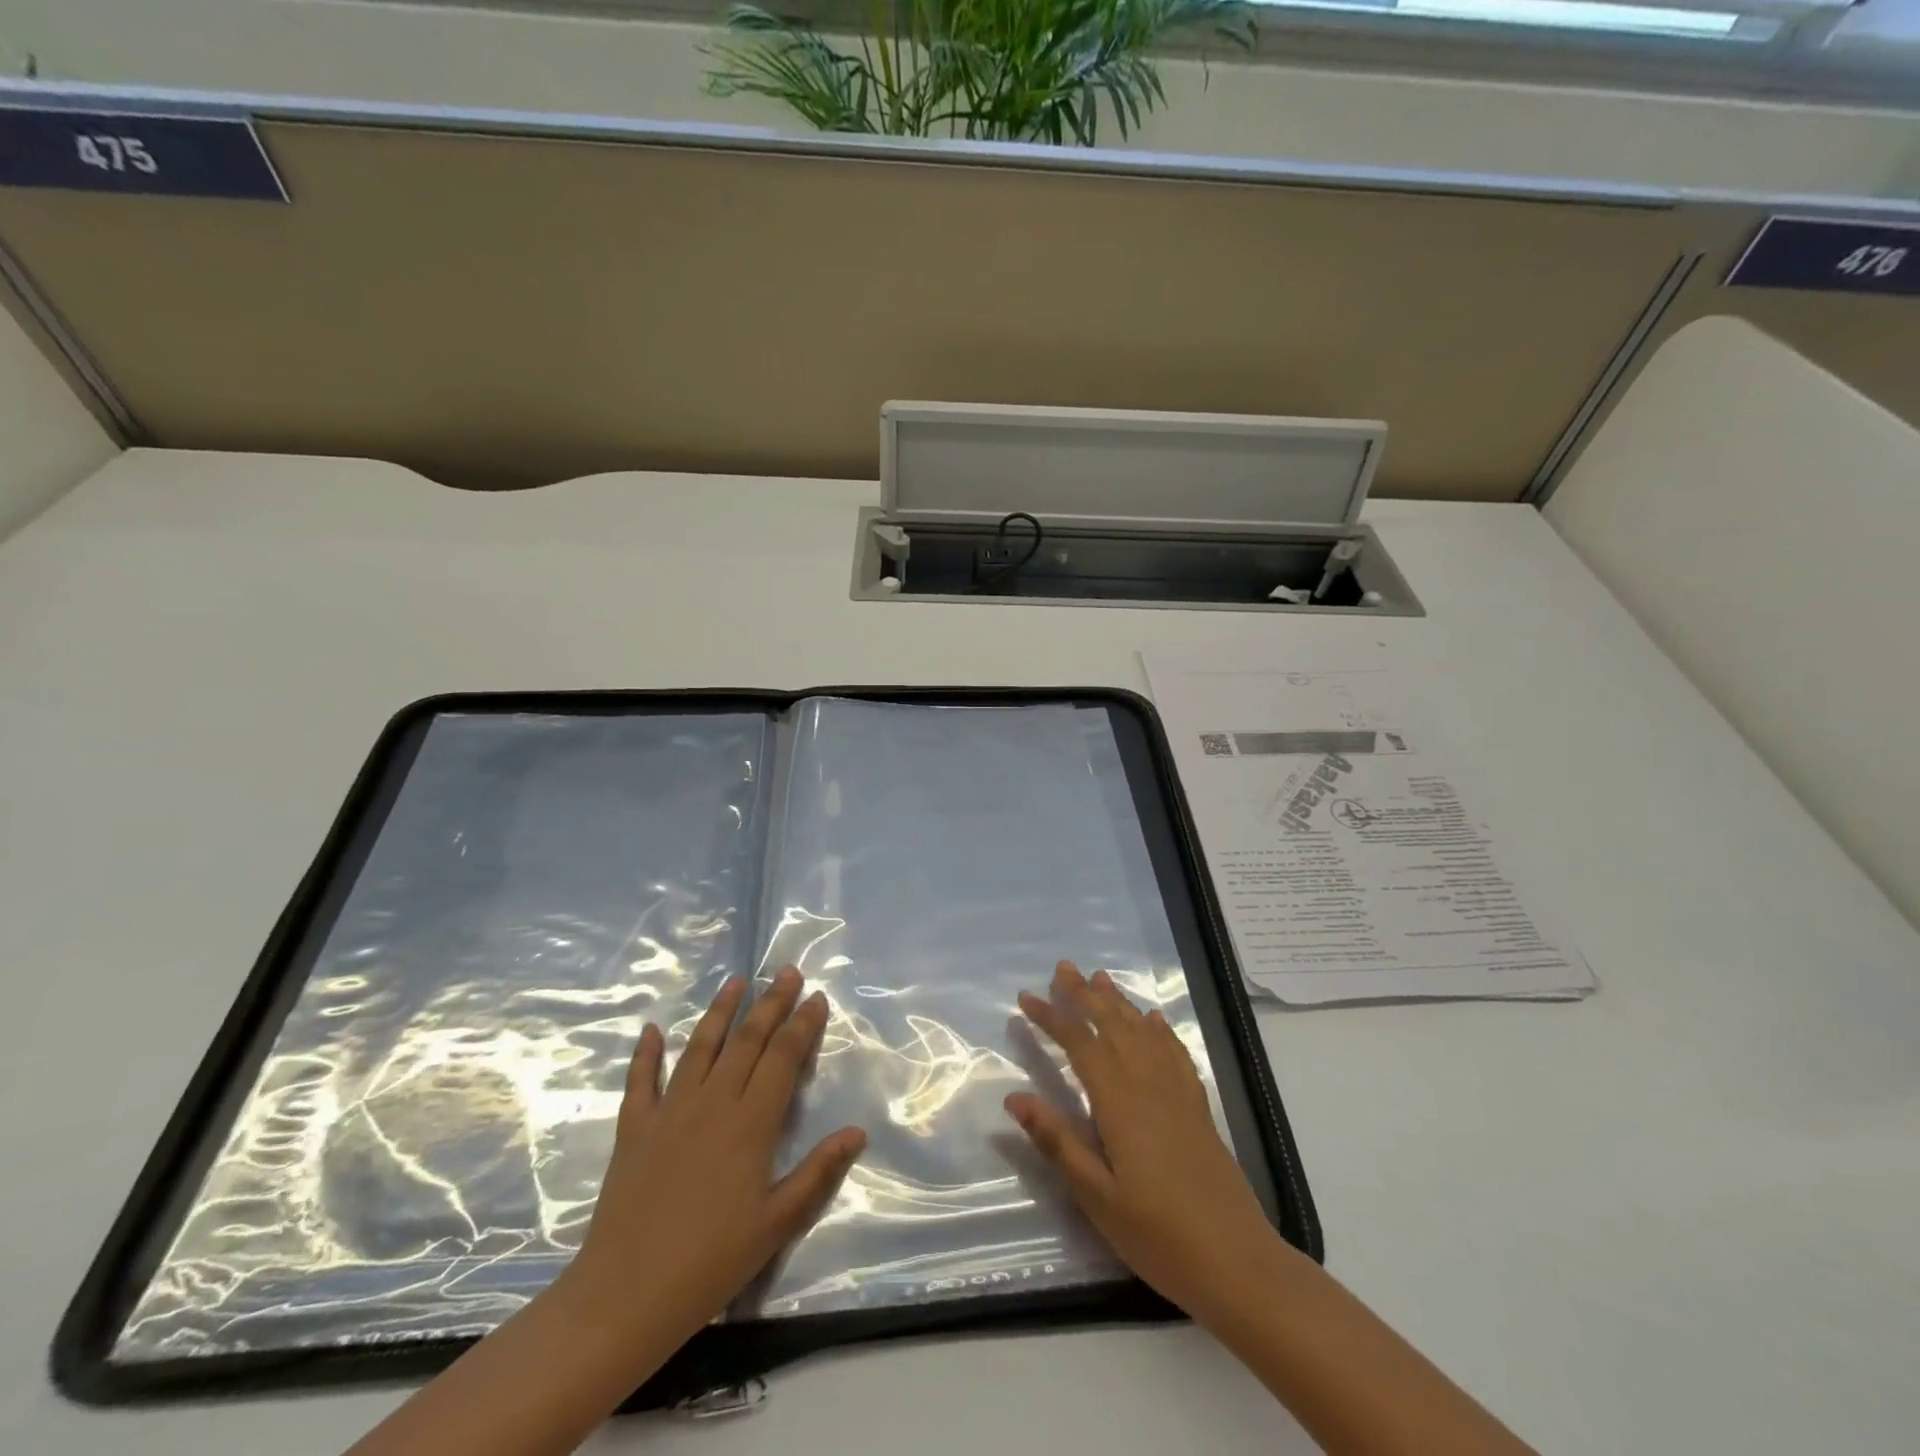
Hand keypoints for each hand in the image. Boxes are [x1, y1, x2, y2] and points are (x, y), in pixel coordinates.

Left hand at [562, 968, 866, 1350]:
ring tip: (736, 980)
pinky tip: (651, 1029)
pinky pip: (640, 1080)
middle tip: (787, 971)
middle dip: (771, 1003)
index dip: (802, 1024)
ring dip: (720, 1011)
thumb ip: (818, 1172)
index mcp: (751, 1123)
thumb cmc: (711, 1262)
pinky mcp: (634, 1129)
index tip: (816, 997)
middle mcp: (713, 1102)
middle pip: (748, 1040)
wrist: (625, 1297)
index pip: (783, 1057)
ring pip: (700, 1047)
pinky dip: (645, 1053)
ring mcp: (670, 1111)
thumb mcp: (777, 1223)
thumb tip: (857, 1131)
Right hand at [1005, 959, 1281, 1327]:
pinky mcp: (1197, 1108)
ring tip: (1100, 978)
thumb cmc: (1158, 1234)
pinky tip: (1154, 1020)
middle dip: (1085, 995)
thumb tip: (1014, 1097)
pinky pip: (1176, 1053)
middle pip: (1113, 1026)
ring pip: (1144, 1032)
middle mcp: (1149, 1085)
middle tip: (1063, 968)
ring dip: (1119, 1003)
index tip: (1026, 998)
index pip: (1080, 1045)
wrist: (1237, 1263)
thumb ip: (1057, 1142)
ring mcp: (1178, 1094)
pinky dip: (1161, 1030)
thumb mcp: (1096, 1197)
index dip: (1052, 1017)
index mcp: (1120, 1103)